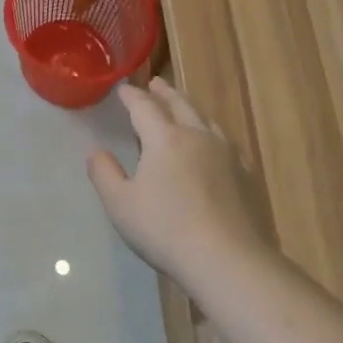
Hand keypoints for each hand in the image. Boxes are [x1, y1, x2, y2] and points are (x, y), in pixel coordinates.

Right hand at [87, 77, 273, 286]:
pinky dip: (212, 133)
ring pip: (206, 120)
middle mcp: (197, 136)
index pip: (144, 107)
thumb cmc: (165, 229)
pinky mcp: (246, 175)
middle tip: (155, 83)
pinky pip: (226, 142)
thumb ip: (104, 174)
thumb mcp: (120, 204)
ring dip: (189, 108)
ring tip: (182, 107)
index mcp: (165, 138)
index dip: (131, 96)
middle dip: (164, 92)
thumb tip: (96, 152)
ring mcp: (227, 154)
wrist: (227, 260)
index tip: (122, 88)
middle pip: (179, 104)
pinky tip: (214, 145)